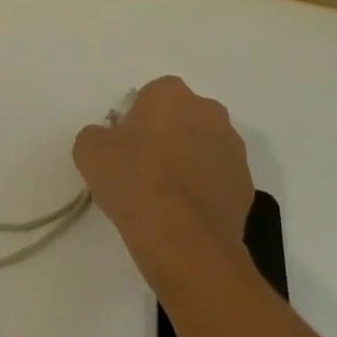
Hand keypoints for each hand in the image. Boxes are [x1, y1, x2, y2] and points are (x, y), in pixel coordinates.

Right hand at [73, 76, 253, 291]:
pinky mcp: (247, 184)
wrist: (184, 242)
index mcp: (171, 93)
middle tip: (144, 170)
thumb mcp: (89, 151)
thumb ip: (97, 135)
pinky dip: (205, 190)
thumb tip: (109, 140)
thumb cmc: (134, 182)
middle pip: (181, 118)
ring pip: (203, 147)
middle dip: (167, 136)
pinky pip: (219, 178)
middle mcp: (208, 110)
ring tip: (167, 198)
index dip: (136, 122)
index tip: (126, 150)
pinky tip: (187, 215)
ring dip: (189, 162)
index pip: (150, 98)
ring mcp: (232, 148)